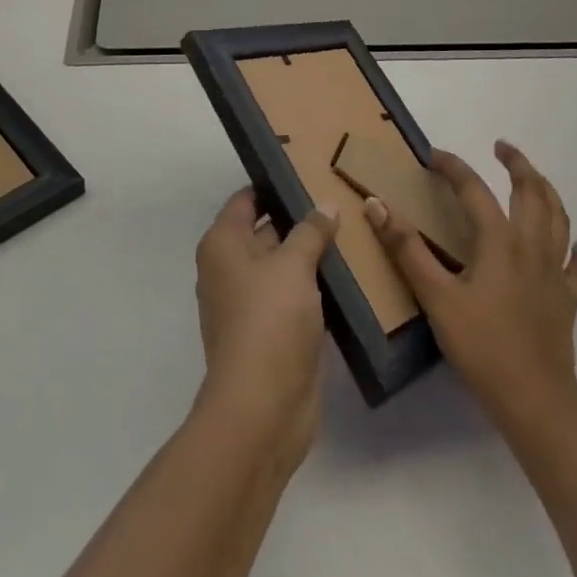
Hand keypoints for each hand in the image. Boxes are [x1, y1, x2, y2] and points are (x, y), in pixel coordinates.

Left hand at [193, 188, 339, 466]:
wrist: (262, 408)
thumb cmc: (269, 320)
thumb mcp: (294, 264)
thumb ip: (311, 230)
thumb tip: (325, 205)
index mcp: (223, 244)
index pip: (247, 199)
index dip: (275, 183)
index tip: (310, 169)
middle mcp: (230, 268)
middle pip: (266, 230)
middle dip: (300, 217)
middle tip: (341, 195)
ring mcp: (251, 302)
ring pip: (284, 264)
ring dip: (311, 253)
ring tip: (353, 228)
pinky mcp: (272, 331)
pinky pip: (295, 295)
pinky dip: (315, 285)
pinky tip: (349, 273)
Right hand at [365, 141, 576, 431]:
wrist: (534, 401)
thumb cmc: (481, 346)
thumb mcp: (436, 297)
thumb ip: (406, 249)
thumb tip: (376, 205)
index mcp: (499, 241)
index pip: (474, 189)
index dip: (453, 167)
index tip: (432, 156)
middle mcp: (532, 246)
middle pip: (531, 192)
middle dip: (517, 164)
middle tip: (502, 147)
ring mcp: (555, 273)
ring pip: (559, 219)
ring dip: (547, 191)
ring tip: (535, 179)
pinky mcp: (567, 300)